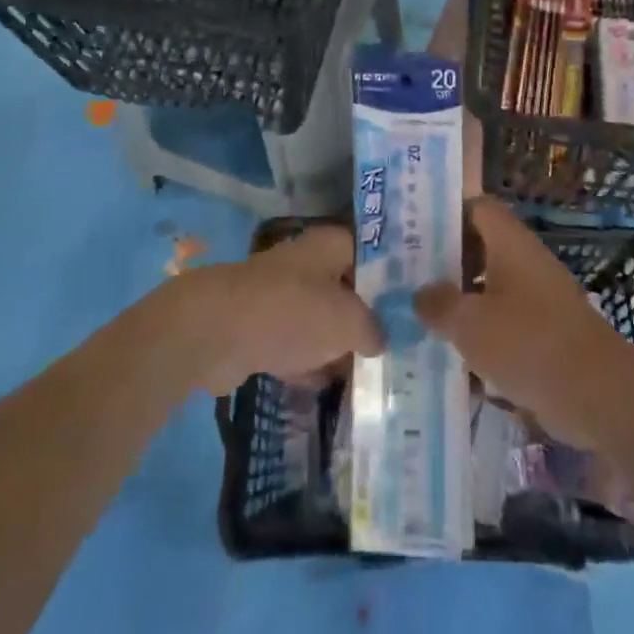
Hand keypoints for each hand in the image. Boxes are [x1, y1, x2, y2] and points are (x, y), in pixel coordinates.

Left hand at [173, 223, 383, 395]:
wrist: (216, 331)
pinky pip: (296, 345)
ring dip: (339, 344)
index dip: (394, 278)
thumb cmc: (291, 312)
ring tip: (373, 374)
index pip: (373, 253)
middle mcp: (307, 263)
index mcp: (331, 245)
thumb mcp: (348, 321)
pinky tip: (331, 388)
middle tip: (400, 346)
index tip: (416, 307)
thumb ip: (373, 328)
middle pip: (347, 289)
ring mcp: (281, 295)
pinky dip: (310, 363)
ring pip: (321, 319)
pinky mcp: (260, 328)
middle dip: (368, 317)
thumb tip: (380, 338)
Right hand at [415, 199, 633, 444]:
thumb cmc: (527, 341)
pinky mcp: (548, 333)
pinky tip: (456, 359)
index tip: (416, 232)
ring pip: (493, 288)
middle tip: (410, 278)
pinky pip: (507, 323)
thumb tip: (420, 293)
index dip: (448, 214)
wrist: (597, 394)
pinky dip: (484, 335)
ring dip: (464, 302)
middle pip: (482, 248)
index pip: (478, 208)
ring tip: (424, 319)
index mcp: (510, 242)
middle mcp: (526, 261)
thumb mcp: (469, 323)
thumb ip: (439, 304)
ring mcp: (540, 297)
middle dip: (448, 263)